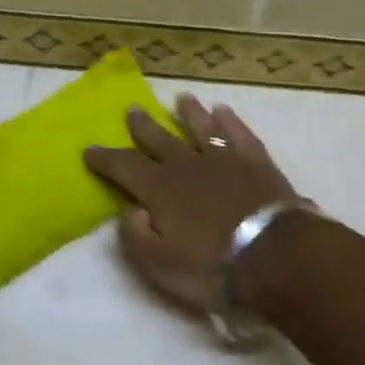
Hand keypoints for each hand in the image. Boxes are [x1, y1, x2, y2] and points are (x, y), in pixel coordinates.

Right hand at [83, 95, 300, 316]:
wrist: (275, 257)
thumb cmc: (212, 266)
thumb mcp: (159, 264)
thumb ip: (136, 235)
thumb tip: (130, 210)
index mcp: (159, 189)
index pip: (124, 167)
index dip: (104, 159)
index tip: (89, 150)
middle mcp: (187, 165)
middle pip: (160, 139)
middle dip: (143, 126)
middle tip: (133, 109)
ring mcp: (224, 159)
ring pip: (201, 128)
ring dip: (190, 113)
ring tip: (182, 98)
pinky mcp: (257, 162)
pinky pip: (239, 134)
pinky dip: (230, 121)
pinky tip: (224, 111)